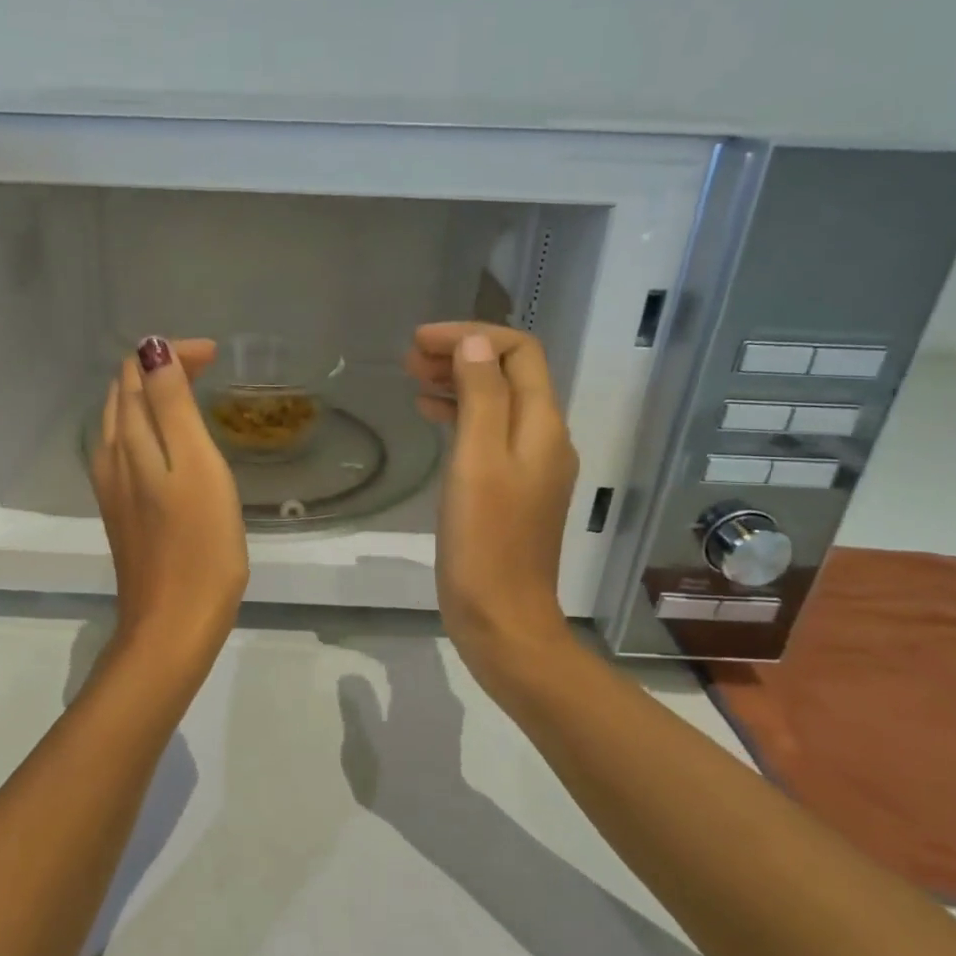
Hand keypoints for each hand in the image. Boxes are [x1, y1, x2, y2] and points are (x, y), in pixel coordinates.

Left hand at [91, 337, 248, 663]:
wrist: (173, 623)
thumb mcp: (194, 466)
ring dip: (153, 398)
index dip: (171, 354)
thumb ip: (171, 406)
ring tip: (193, 396)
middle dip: (161, 369)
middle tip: (208, 369)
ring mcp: (113, 488)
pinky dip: (149, 429)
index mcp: (128, 441)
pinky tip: (174, 445)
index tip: (216, 356)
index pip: (136, 372)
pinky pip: (128, 451)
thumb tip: (152, 348)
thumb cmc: (199, 546)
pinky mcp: (122, 512)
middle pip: (125, 394)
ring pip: (123, 422)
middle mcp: (111, 457)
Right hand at [403, 322, 578, 685]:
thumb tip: (474, 346)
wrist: (502, 618)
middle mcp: (544, 439)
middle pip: (509, 375)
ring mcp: (530, 468)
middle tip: (411, 358)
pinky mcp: (511, 492)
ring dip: (459, 384)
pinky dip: (460, 418)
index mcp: (542, 426)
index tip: (421, 341)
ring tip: (413, 381)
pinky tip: (431, 420)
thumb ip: (481, 397)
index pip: (518, 352)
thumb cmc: (485, 541)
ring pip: (497, 405)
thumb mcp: (478, 460)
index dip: (472, 336)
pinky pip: (489, 436)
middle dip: (463, 356)